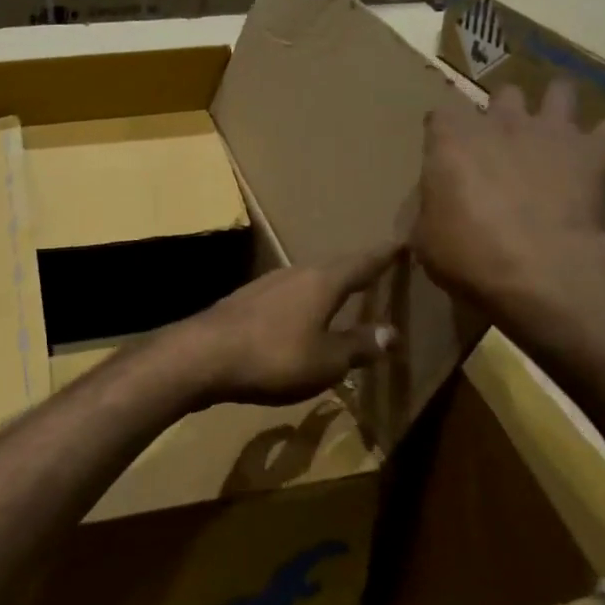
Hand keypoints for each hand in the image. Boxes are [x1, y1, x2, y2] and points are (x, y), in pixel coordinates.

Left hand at [170, 245, 401, 407]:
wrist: (202, 356)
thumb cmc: (273, 357)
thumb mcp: (326, 361)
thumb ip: (359, 346)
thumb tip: (392, 333)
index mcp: (322, 282)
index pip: (362, 262)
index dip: (384, 255)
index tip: (402, 243)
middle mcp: (295, 273)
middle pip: (333, 266)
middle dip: (356, 268)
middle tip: (376, 268)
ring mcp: (265, 283)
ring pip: (306, 278)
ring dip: (327, 284)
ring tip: (342, 290)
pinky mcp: (244, 300)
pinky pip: (286, 293)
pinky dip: (303, 299)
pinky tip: (299, 313)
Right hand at [413, 80, 604, 326]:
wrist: (537, 269)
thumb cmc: (468, 255)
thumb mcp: (425, 237)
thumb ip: (432, 207)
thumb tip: (438, 203)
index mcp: (451, 142)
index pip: (440, 115)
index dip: (444, 133)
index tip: (445, 153)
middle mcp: (501, 124)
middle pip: (503, 94)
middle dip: (504, 112)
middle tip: (504, 143)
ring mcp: (551, 132)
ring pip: (561, 91)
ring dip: (558, 106)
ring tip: (557, 130)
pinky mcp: (595, 152)